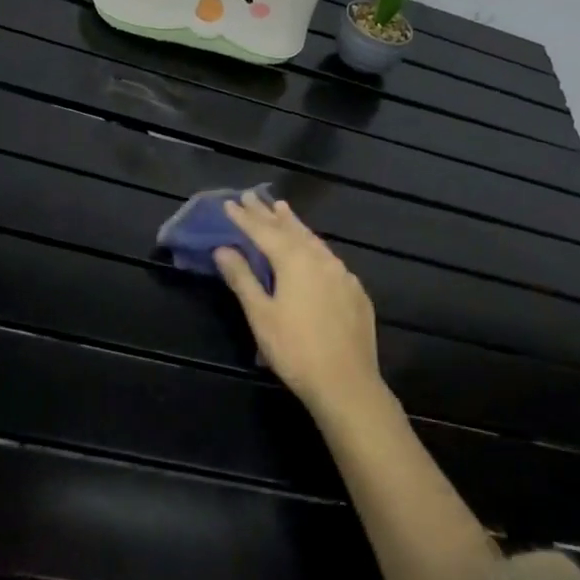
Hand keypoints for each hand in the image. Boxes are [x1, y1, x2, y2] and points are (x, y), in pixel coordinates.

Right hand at [213, 196, 390, 418]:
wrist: (346, 382)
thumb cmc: (295, 350)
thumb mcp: (261, 315)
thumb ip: (242, 278)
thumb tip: (224, 249)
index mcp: (295, 261)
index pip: (264, 232)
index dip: (245, 218)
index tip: (230, 203)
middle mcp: (321, 259)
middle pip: (291, 230)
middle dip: (270, 214)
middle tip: (253, 197)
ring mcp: (343, 274)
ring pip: (314, 241)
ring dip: (295, 225)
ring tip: (283, 211)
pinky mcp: (355, 291)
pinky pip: (329, 259)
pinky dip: (314, 247)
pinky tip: (312, 251)